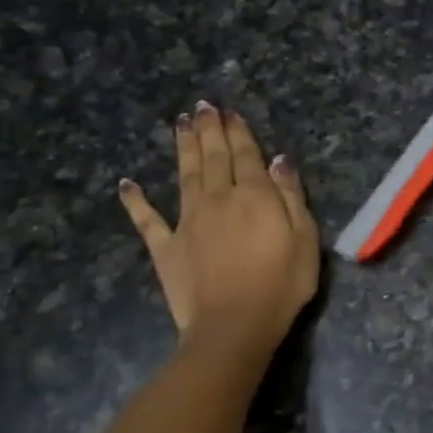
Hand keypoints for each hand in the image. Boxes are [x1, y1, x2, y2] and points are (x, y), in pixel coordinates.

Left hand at [118, 103, 319, 353]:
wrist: (234, 326)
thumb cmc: (281, 285)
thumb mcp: (305, 239)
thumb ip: (292, 197)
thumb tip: (279, 160)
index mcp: (254, 196)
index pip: (246, 155)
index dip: (238, 132)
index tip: (230, 111)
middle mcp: (217, 199)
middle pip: (213, 157)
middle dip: (209, 130)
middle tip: (202, 107)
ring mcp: (187, 221)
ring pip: (184, 175)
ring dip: (182, 147)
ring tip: (179, 123)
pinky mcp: (166, 247)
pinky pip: (147, 219)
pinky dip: (136, 200)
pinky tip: (127, 184)